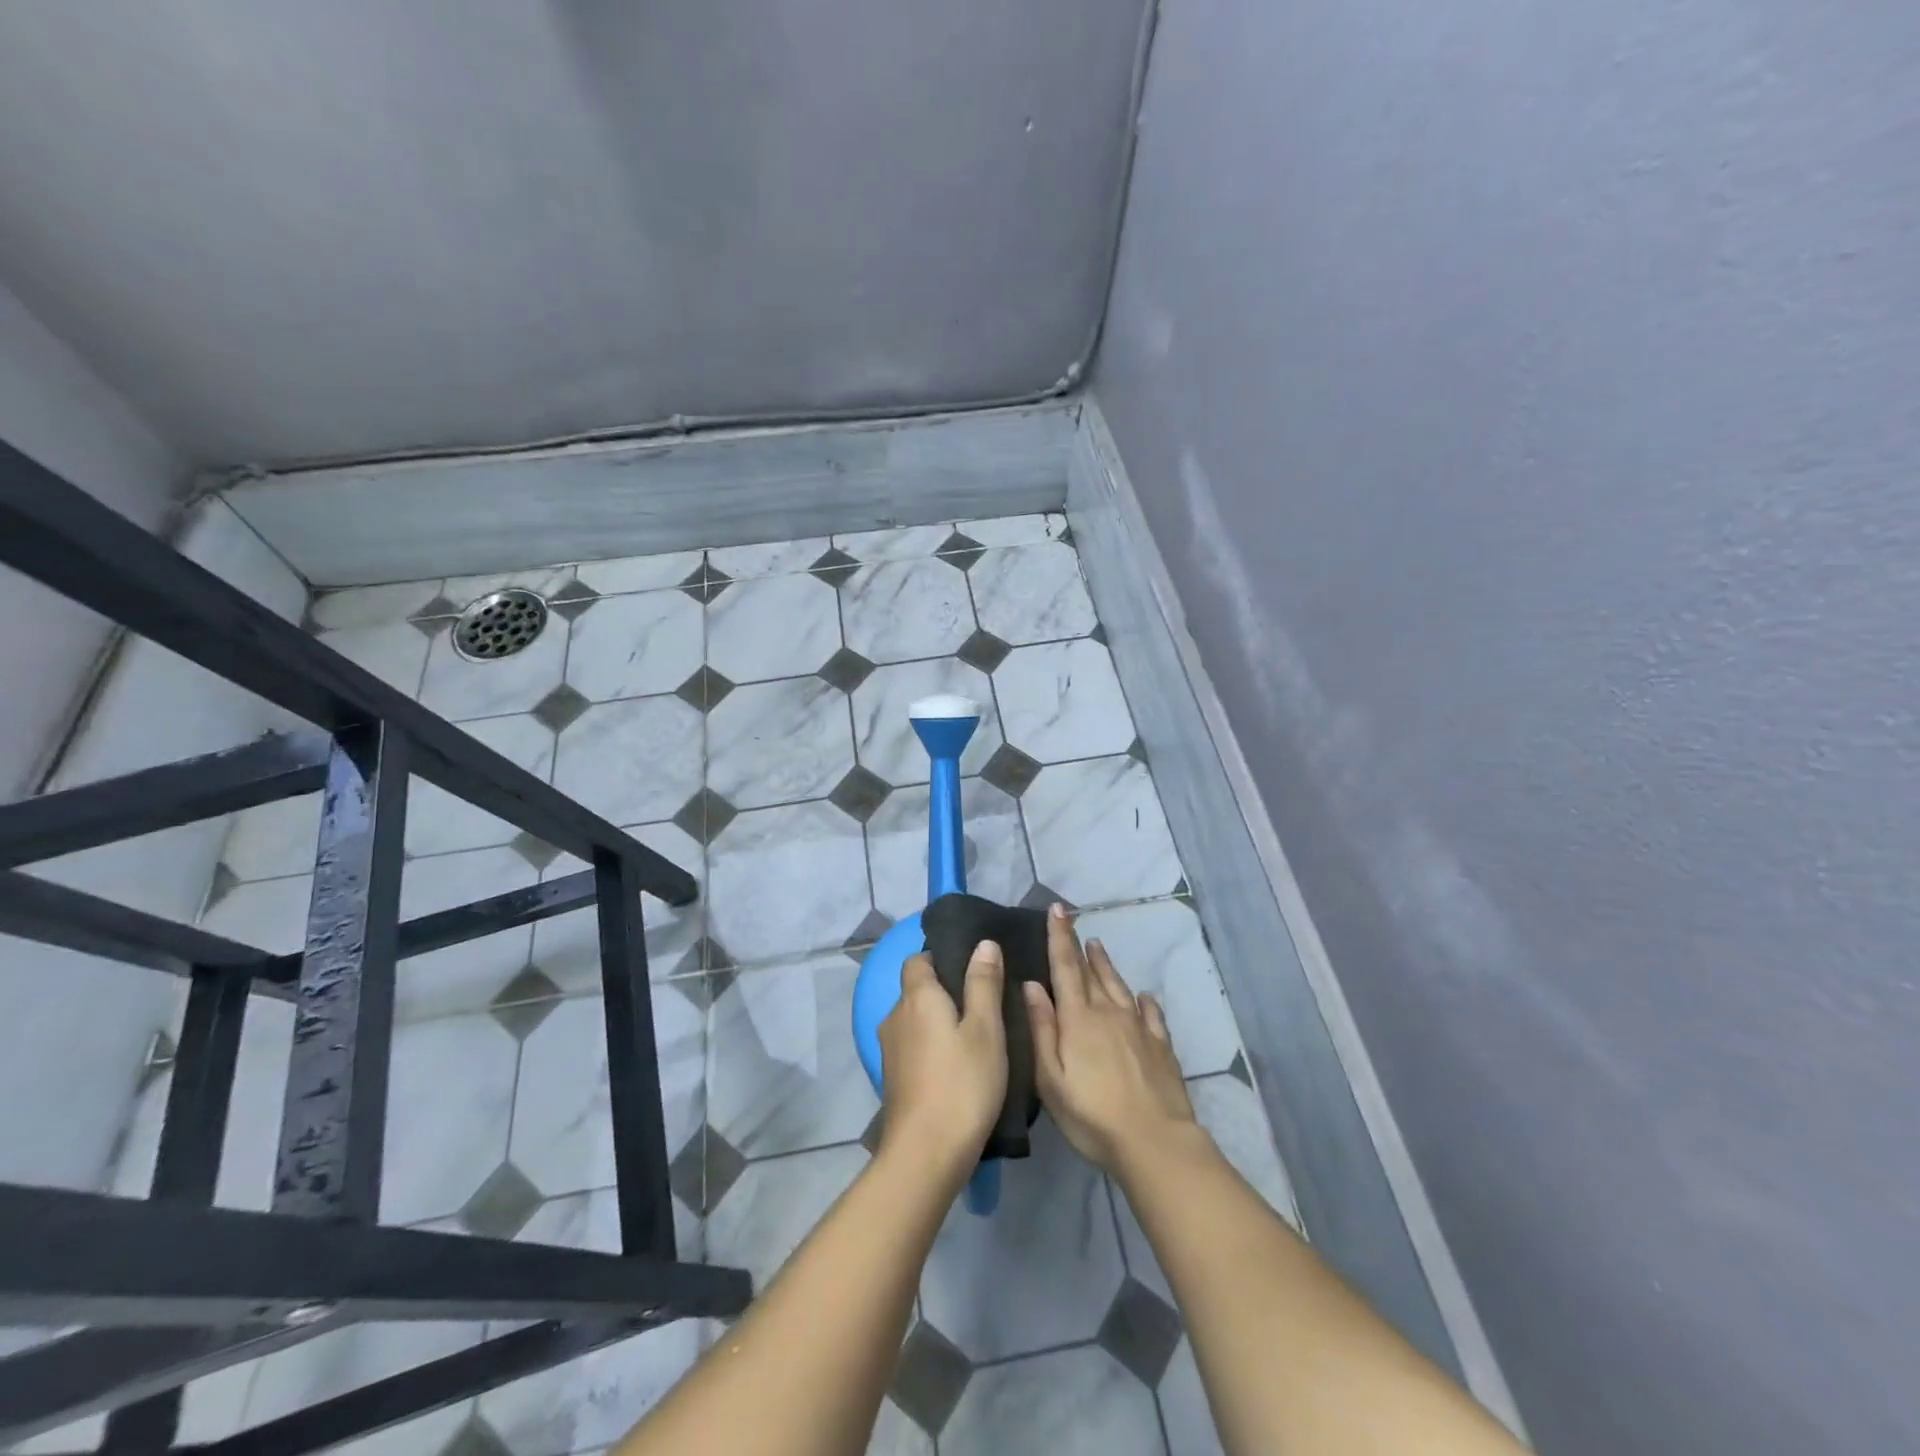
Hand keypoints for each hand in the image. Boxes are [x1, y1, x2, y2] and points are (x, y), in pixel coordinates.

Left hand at [878, 943, 1008, 1181]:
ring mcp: (890, 1050)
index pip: (918, 959)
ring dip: (939, 1023)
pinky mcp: (893, 1079)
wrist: (926, 1153)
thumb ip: (983, 983)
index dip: (942, 959)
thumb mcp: (986, 1029)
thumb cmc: (962, 1082)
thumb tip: (983, 943)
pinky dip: (932, 1048)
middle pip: (917, 990)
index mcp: (917, 997)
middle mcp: (895, 1016)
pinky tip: (957, 1067)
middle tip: (984, 1005)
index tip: (973, 971)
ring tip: (975, 1037)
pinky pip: (913, 1047)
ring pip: (915, 1021)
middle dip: (945, 992)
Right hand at [1025, 903, 1196, 1177]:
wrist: (1155, 1141)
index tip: (1057, 910)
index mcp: (1078, 1019)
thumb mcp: (1051, 1079)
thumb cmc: (1092, 1115)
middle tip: (1072, 922)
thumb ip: (1042, 1029)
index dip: (1059, 937)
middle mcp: (1109, 1013)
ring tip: (1098, 946)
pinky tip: (1143, 996)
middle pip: (1091, 972)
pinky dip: (1144, 1001)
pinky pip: (1151, 1014)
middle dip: (1079, 945)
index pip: (1065, 967)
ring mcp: (1138, 1027)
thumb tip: (1032, 985)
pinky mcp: (1161, 1046)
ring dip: (1106, 965)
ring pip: (1119, 986)